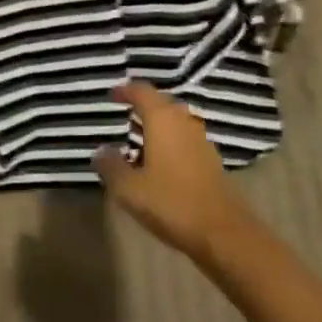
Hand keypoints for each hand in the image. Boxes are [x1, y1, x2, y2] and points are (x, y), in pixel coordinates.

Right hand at [94, 82, 251, 263]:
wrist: (222, 231)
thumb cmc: (171, 202)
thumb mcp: (131, 189)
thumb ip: (111, 167)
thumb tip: (100, 151)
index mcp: (162, 119)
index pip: (141, 91)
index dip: (125, 90)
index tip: (111, 95)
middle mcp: (183, 120)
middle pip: (160, 103)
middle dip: (142, 106)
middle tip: (124, 115)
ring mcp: (200, 138)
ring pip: (174, 121)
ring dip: (157, 125)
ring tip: (138, 141)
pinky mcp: (210, 158)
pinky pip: (184, 138)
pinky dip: (169, 141)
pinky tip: (160, 162)